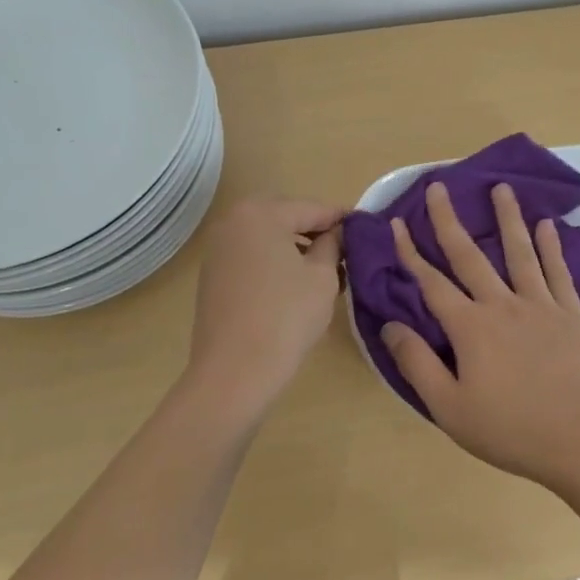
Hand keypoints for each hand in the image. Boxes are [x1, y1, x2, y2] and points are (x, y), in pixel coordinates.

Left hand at [187, 196, 343, 405]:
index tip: (365, 228)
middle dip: (316, 231)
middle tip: (345, 251)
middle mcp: (233, 221)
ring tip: (325, 270)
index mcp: (261, 213)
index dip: (342, 219)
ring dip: (296, 246)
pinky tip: (296, 284)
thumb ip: (333, 244)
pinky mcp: (213, 275)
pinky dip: (276, 261)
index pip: (312, 208)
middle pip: (286, 217)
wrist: (234, 372)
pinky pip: (253, 255)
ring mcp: (218, 248)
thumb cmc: (286, 316)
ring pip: (268, 236)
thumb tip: (338, 233)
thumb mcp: (323, 276)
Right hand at [381, 182, 579, 486]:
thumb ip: (417, 364)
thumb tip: (390, 326)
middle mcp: (502, 304)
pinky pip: (557, 272)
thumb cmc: (509, 428)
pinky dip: (551, 246)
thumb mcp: (449, 407)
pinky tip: (547, 225)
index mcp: (470, 327)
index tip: (397, 224)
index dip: (411, 253)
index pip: (431, 283)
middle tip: (438, 187)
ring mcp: (540, 305)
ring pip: (519, 252)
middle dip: (449, 220)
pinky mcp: (570, 313)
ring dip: (507, 218)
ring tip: (501, 187)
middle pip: (470, 255)